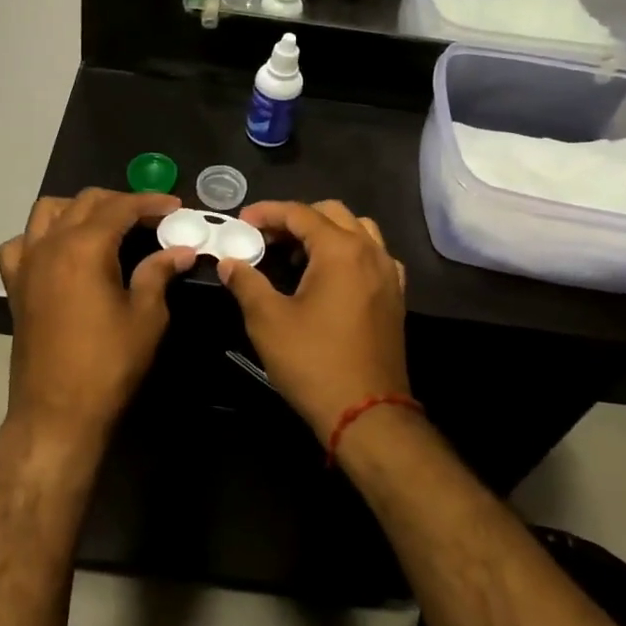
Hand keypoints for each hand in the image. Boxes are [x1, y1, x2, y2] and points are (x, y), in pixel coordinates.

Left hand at [0, 190, 194, 445]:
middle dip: (120, 201)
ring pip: (47, 211)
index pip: (120, 207)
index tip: (175, 207)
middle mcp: (50, 244)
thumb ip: (158, 273)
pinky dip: (40, 236)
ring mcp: (27, 263)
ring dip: (78, 208)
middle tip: (150, 218)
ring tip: (105, 225)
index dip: (150, 203)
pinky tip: (59, 251)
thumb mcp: (146, 317)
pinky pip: (20, 244)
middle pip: (85, 202)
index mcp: (85, 247)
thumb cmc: (108, 364)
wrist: (56, 413)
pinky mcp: (15, 286)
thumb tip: (180, 250)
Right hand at [215, 200, 409, 442]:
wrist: (367, 413)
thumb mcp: (268, 321)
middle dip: (296, 219)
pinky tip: (330, 277)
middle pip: (332, 213)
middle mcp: (370, 251)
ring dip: (325, 232)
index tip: (242, 222)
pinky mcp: (395, 296)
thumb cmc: (314, 362)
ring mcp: (389, 273)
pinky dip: (349, 252)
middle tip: (266, 238)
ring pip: (358, 230)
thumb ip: (247, 283)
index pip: (300, 213)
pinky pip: (374, 256)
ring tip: (298, 256)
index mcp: (340, 250)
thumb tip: (229, 262)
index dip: (267, 212)